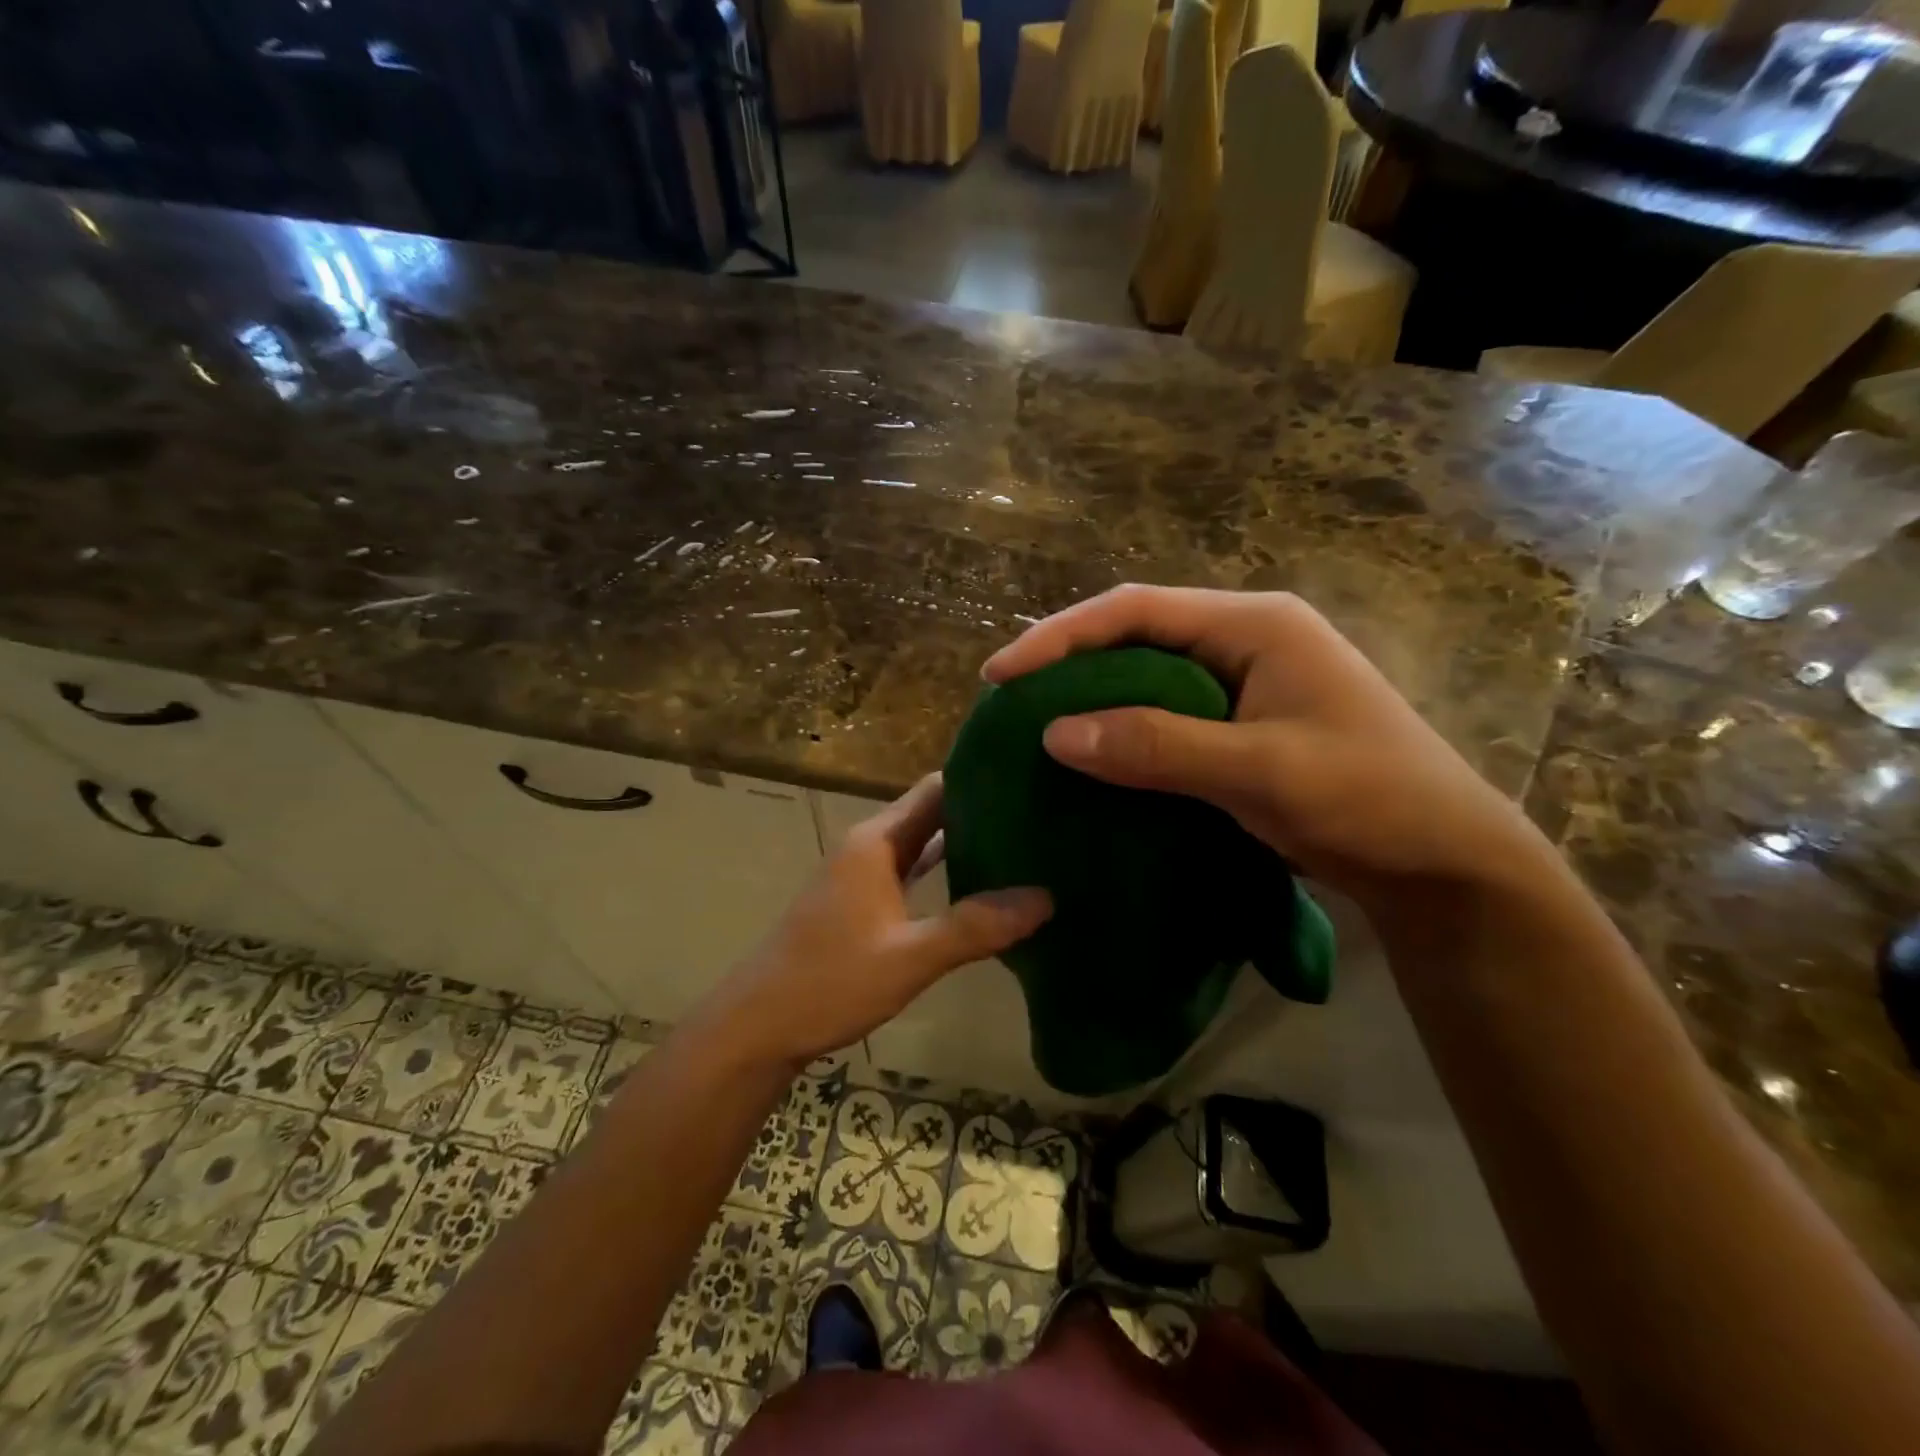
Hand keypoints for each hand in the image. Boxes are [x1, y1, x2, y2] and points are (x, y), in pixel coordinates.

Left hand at [704, 774, 1051, 1068]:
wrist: (759, 1026)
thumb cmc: (829, 981)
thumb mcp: (909, 957)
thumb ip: (975, 926)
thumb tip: (1045, 897)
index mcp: (876, 841)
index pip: (935, 789)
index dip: (980, 780)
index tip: (1029, 781)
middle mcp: (869, 847)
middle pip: (931, 814)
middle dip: (981, 812)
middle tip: (1041, 816)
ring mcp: (863, 876)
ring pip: (921, 845)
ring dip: (964, 844)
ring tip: (1023, 846)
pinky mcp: (862, 904)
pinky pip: (911, 874)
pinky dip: (943, 874)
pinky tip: (979, 888)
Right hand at [982, 585, 1554, 908]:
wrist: (1445, 863)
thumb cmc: (1368, 800)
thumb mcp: (1260, 770)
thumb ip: (1158, 745)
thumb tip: (1055, 732)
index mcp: (1255, 624)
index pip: (1137, 610)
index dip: (1062, 636)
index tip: (1001, 674)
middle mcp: (1247, 639)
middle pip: (1138, 632)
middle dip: (1071, 658)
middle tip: (1009, 695)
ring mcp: (1247, 681)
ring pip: (1149, 673)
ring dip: (1094, 693)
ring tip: (1036, 719)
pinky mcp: (1244, 723)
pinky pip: (1167, 711)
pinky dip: (1125, 727)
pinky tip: (1094, 752)